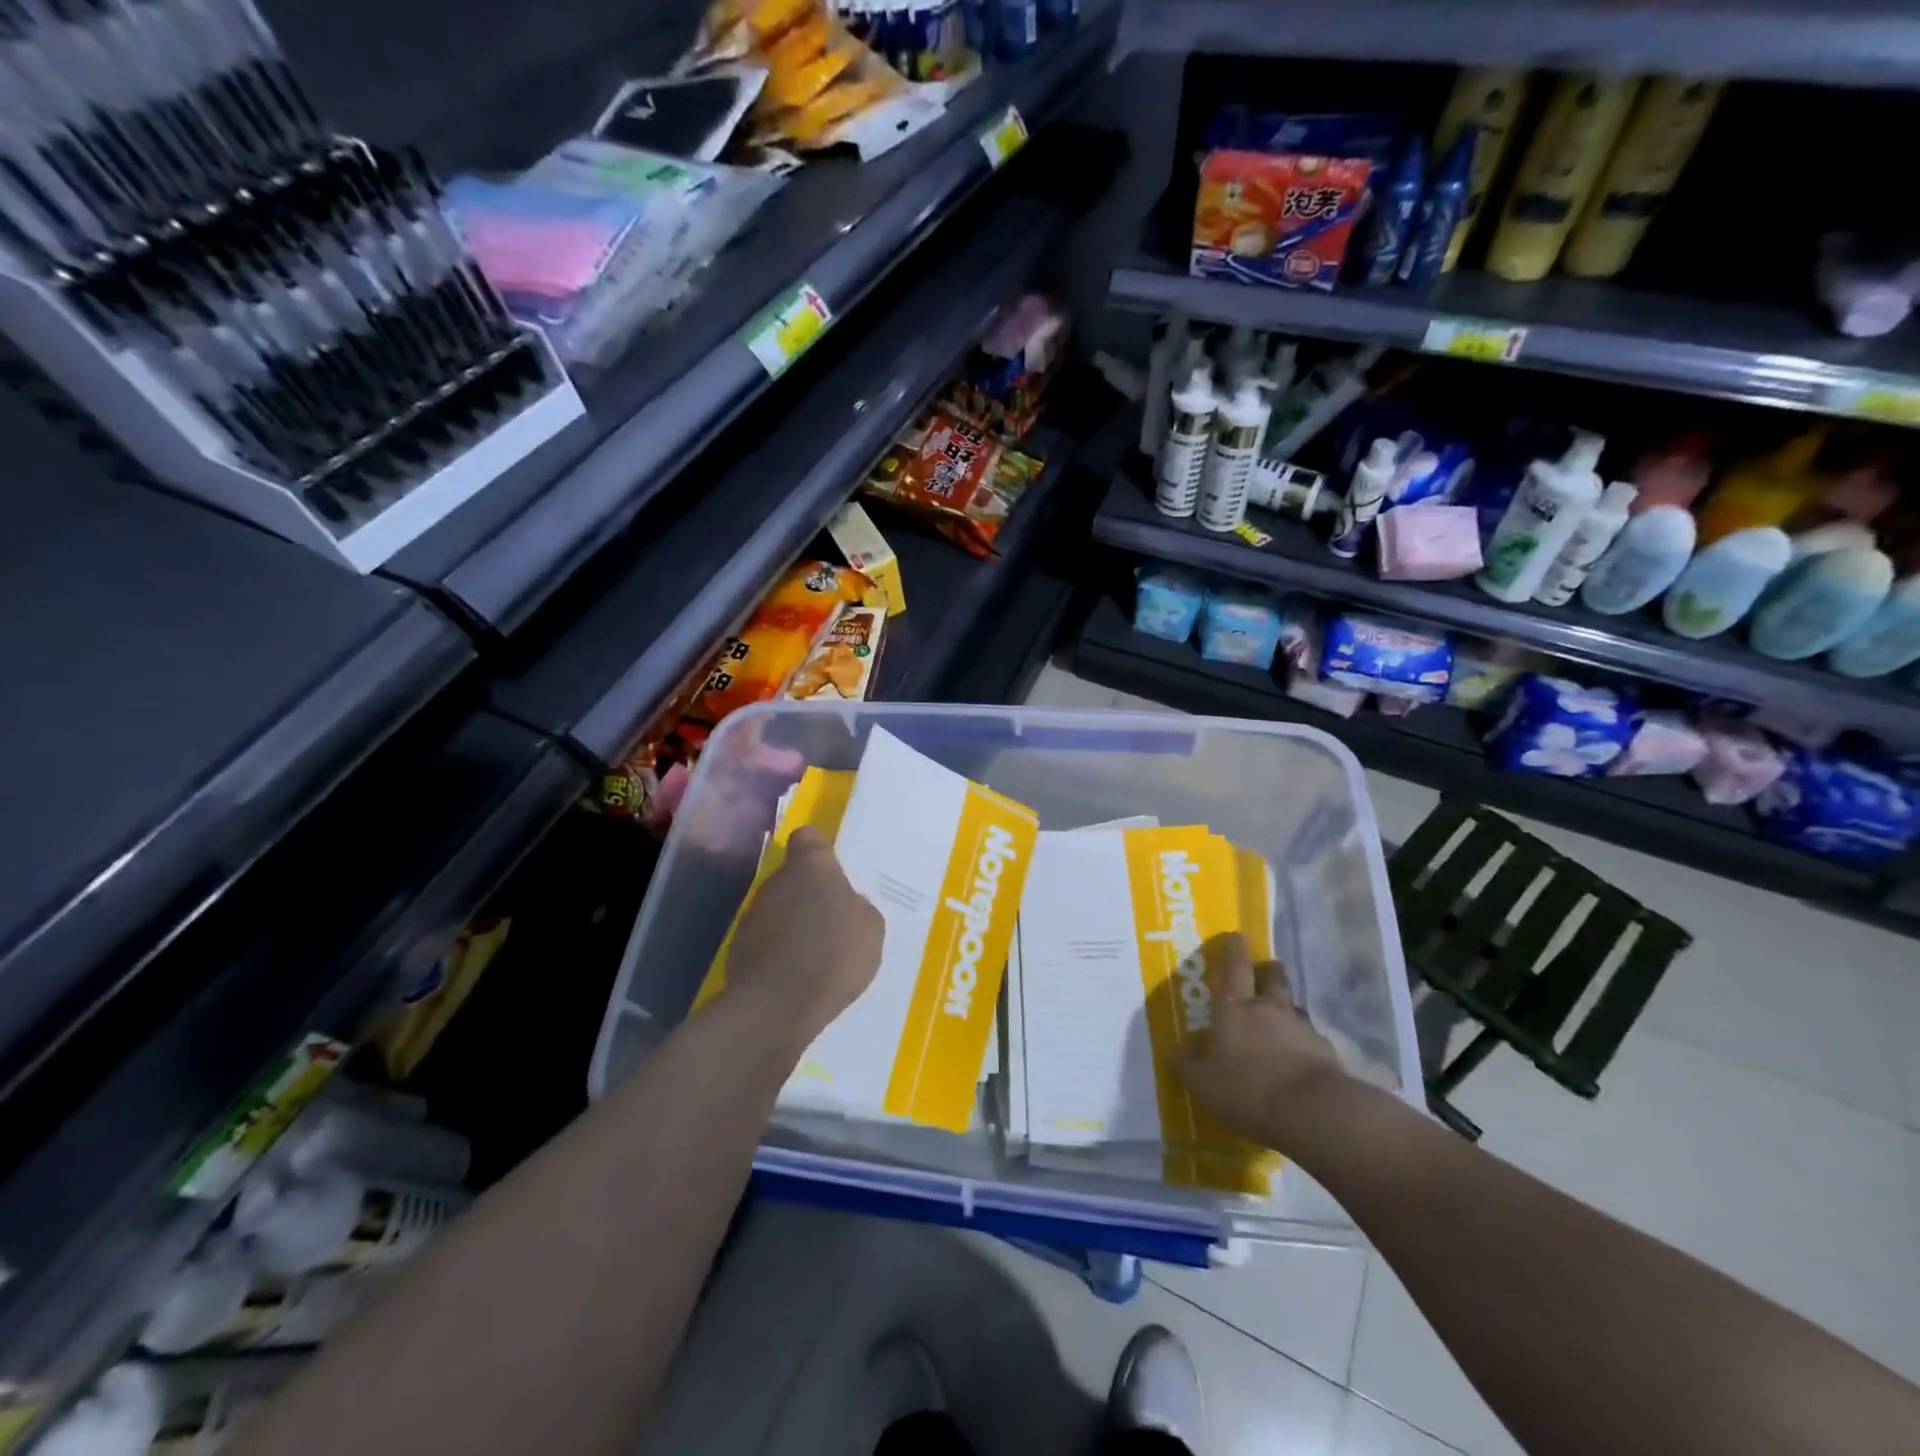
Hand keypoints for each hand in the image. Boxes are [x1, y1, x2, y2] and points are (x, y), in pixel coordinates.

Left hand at [723, 827, 883, 1045]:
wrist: (778, 1005)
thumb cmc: (834, 953)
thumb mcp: (870, 928)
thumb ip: (857, 907)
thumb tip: (846, 904)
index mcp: (812, 867)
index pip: (808, 838)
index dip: (818, 850)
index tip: (830, 868)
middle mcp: (777, 881)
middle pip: (792, 877)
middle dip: (807, 894)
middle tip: (829, 920)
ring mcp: (753, 914)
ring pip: (776, 909)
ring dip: (791, 923)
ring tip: (812, 953)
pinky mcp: (738, 947)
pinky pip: (765, 940)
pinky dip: (777, 951)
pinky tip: (794, 975)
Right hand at [1176, 932, 1347, 1153]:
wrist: (1313, 1112)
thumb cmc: (1248, 1089)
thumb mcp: (1204, 1083)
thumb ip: (1188, 1065)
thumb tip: (1176, 1051)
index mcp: (1234, 1008)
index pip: (1233, 967)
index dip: (1234, 949)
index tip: (1236, 935)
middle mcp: (1268, 1009)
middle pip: (1272, 978)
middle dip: (1268, 970)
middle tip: (1265, 970)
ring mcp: (1301, 1028)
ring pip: (1293, 1007)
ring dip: (1287, 1009)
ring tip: (1281, 1021)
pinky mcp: (1325, 1051)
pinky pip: (1311, 1039)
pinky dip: (1304, 1043)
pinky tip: (1300, 1059)